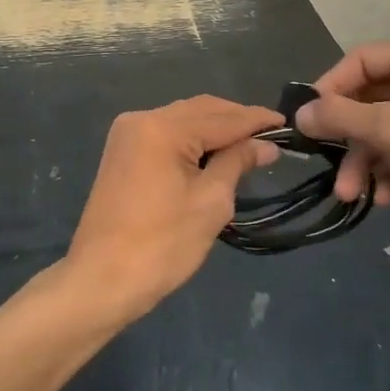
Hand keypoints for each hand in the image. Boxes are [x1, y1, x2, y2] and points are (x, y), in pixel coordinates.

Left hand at [62, 96, 281, 322]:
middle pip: (200, 110)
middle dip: (236, 120)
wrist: (101, 280)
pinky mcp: (122, 152)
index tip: (288, 123)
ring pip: (182, 119)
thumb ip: (237, 163)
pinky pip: (166, 133)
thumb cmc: (162, 245)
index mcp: (162, 128)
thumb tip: (266, 144)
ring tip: (249, 145)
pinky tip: (214, 152)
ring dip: (214, 129)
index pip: (222, 117)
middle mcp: (141, 119)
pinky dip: (192, 139)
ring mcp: (127, 134)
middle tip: (271, 136)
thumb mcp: (211, 202)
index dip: (257, 120)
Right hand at [294, 41, 389, 237]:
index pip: (361, 59)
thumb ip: (340, 117)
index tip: (309, 120)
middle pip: (373, 99)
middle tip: (331, 172)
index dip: (330, 88)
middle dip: (350, 139)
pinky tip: (387, 197)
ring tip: (352, 195)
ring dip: (368, 160)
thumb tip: (300, 112)